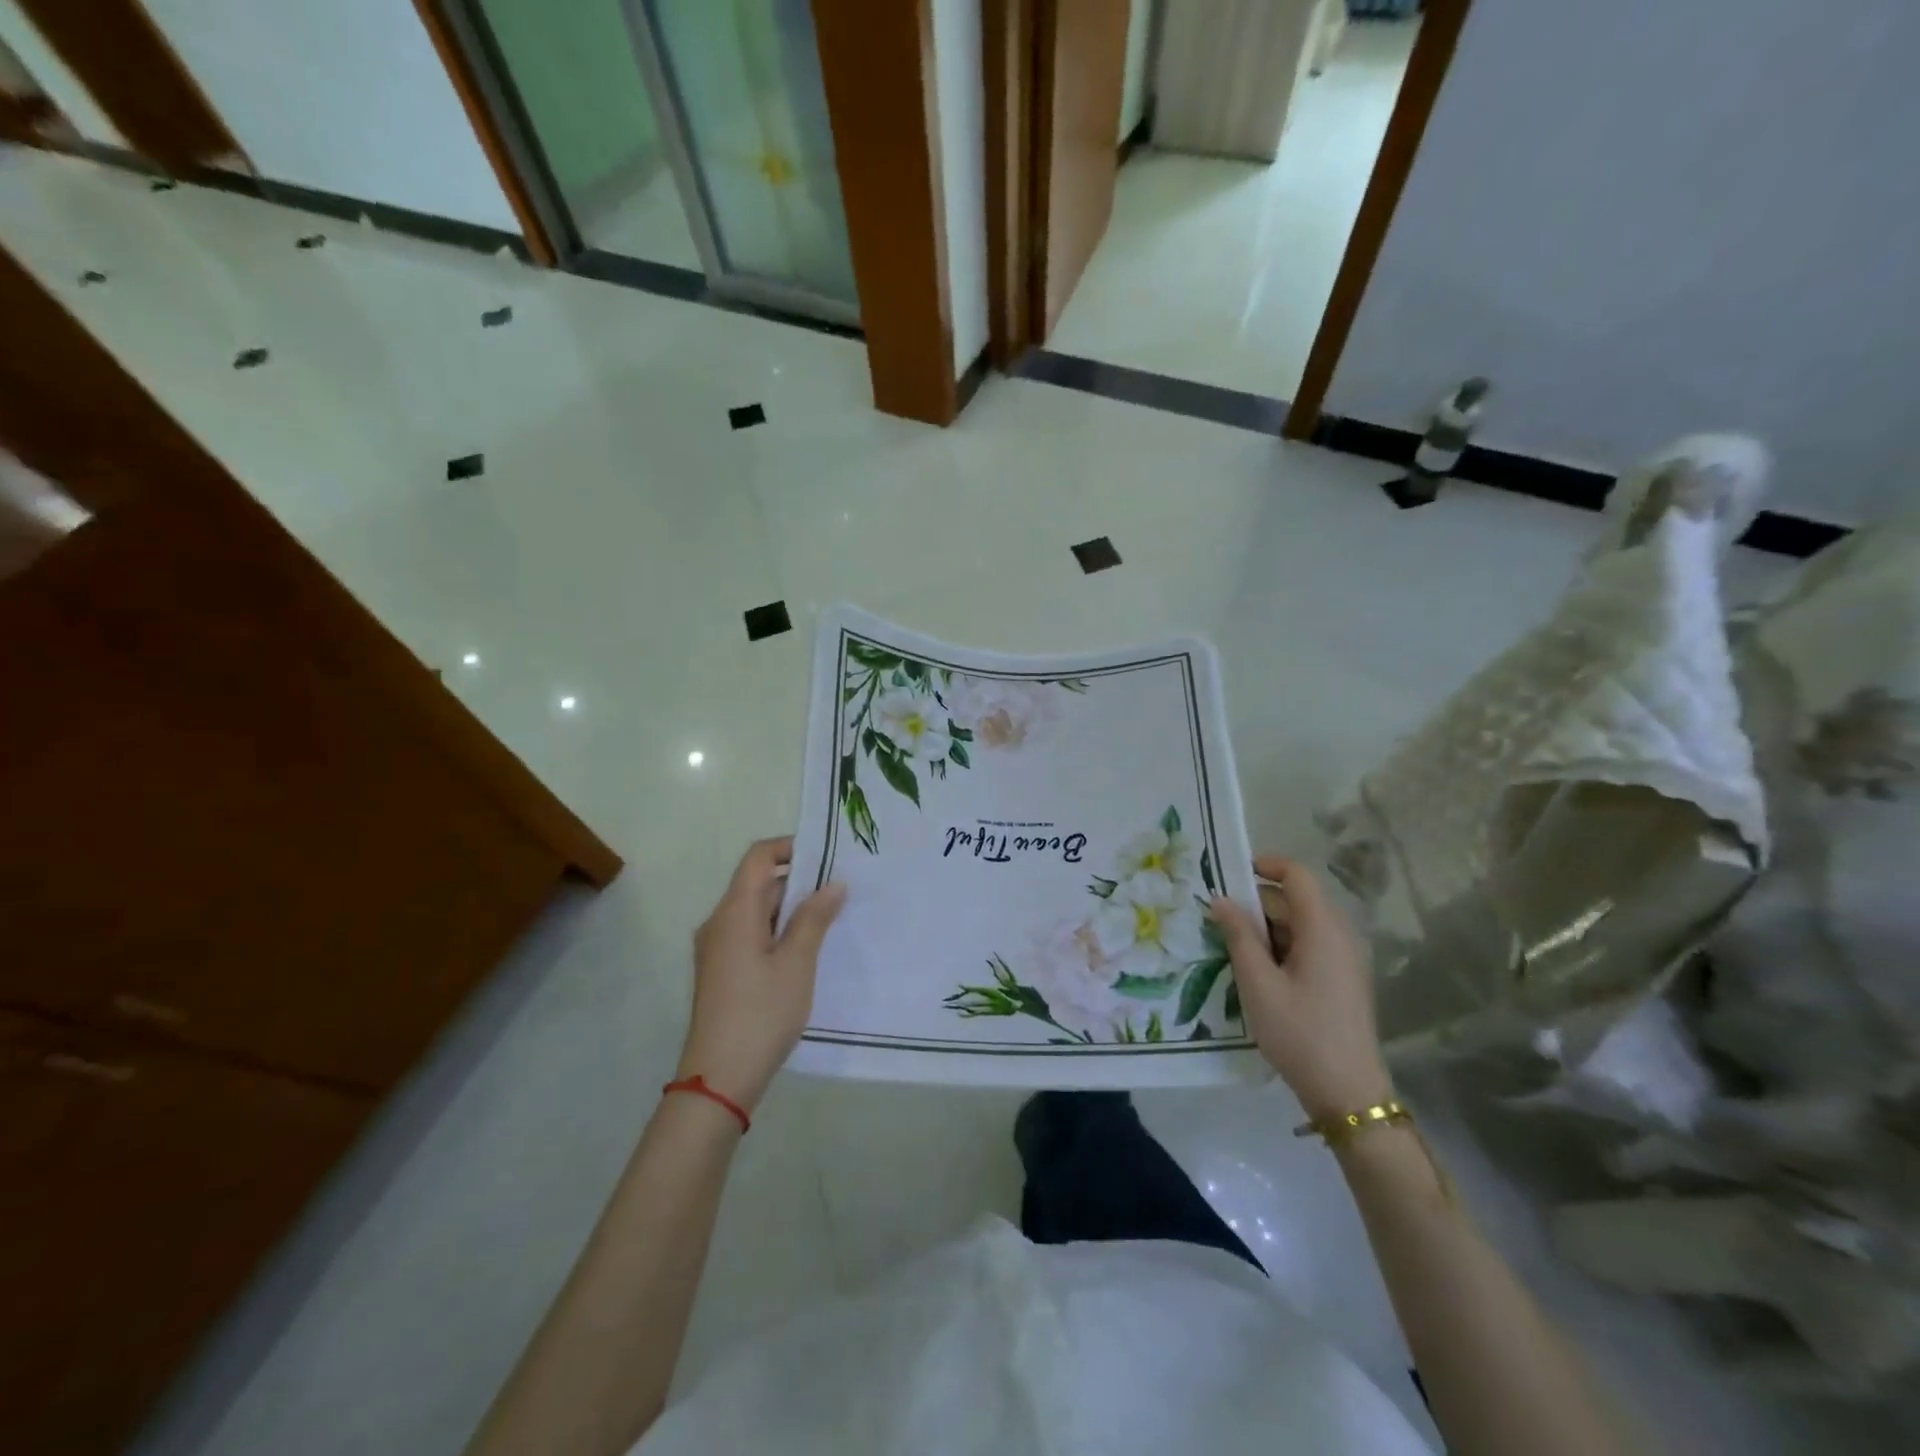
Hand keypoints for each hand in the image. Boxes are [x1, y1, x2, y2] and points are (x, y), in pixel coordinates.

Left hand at [678, 838, 845, 1113]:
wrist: (718, 1079)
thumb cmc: (761, 1014)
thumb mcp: (796, 963)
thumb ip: (814, 918)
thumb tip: (833, 884)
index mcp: (734, 912)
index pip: (758, 857)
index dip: (790, 847)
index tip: (827, 856)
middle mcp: (719, 922)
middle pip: (758, 882)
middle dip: (798, 880)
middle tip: (841, 889)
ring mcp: (717, 948)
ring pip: (756, 910)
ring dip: (791, 908)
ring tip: (832, 917)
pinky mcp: (722, 970)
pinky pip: (751, 933)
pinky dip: (779, 930)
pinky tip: (807, 949)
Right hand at [1210, 855, 1392, 1120]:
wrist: (1348, 1093)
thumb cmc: (1300, 1033)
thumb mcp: (1258, 983)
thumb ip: (1239, 935)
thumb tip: (1221, 899)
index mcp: (1323, 929)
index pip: (1297, 874)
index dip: (1265, 865)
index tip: (1230, 874)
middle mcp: (1340, 935)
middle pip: (1297, 899)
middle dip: (1257, 902)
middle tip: (1218, 918)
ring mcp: (1345, 958)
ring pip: (1301, 924)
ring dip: (1267, 928)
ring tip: (1231, 947)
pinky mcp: (1343, 979)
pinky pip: (1310, 945)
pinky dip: (1281, 946)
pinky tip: (1257, 971)